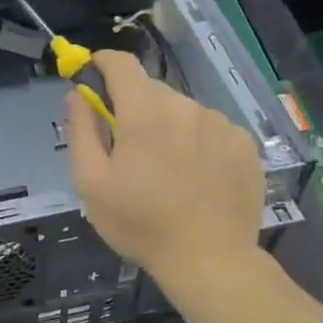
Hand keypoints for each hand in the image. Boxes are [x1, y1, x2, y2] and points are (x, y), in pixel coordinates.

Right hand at [64, 49, 264, 280]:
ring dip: (168, 127)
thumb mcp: (91, 182)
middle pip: (150, 90)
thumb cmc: (140, 223)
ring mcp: (221, 123)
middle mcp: (185, 106)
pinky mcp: (245, 144)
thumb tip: (77, 94)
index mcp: (144, 111)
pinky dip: (197, 142)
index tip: (92, 79)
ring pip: (182, 111)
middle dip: (133, 109)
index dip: (101, 64)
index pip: (120, 63)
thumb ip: (81, 130)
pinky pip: (211, 130)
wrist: (211, 260)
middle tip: (127, 149)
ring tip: (166, 170)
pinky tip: (197, 177)